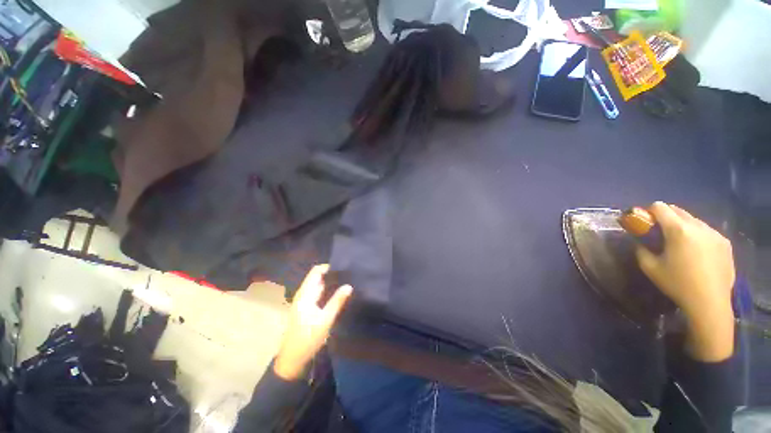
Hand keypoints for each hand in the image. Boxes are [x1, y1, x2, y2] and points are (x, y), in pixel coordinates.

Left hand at [274, 264, 352, 379]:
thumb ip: (337, 301)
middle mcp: (303, 294)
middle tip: (348, 273)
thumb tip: (349, 285)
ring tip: (346, 280)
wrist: (293, 359)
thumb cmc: (308, 338)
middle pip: (317, 277)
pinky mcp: (306, 308)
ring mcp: (304, 301)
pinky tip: (337, 293)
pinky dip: (327, 290)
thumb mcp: (325, 319)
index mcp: (305, 294)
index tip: (343, 266)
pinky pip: (317, 293)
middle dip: (331, 274)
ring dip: (330, 282)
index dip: (328, 267)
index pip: (316, 272)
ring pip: (318, 285)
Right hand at [635, 202, 734, 361]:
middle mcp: (699, 226)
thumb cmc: (677, 284)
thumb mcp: (650, 268)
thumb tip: (640, 242)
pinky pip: (707, 231)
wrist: (710, 303)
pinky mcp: (725, 242)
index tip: (646, 223)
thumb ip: (641, 250)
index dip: (649, 212)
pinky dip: (697, 236)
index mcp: (679, 230)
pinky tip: (697, 253)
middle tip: (660, 233)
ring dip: (683, 226)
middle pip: (678, 210)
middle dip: (666, 217)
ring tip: (680, 245)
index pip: (660, 207)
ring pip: (693, 220)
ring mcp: (715, 234)